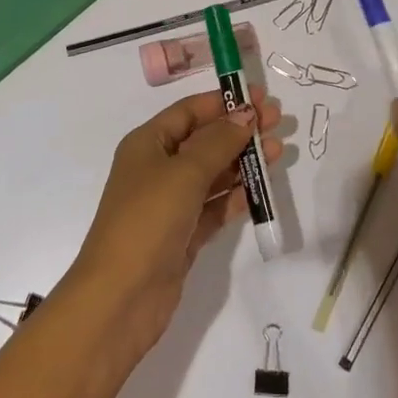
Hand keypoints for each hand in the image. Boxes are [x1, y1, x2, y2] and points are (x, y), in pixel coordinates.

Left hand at [65, 86, 282, 361]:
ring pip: (213, 173)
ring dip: (243, 162)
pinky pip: (215, 206)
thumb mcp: (184, 173)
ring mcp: (171, 204)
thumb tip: (246, 114)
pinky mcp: (183, 235)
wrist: (120, 300)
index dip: (224, 102)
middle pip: (204, 140)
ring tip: (278, 151)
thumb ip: (218, 142)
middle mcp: (158, 169)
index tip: (259, 97)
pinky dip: (236, 196)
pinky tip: (260, 189)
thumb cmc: (147, 221)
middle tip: (277, 121)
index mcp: (148, 144)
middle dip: (239, 130)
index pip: (190, 111)